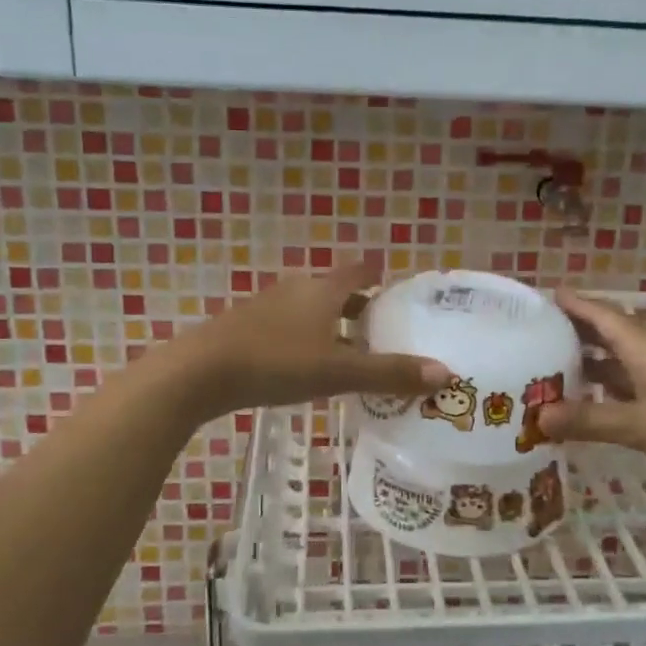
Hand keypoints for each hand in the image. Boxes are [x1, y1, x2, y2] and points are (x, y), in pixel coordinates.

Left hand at [171, 259, 449, 418]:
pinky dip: (307, 339)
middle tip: (384, 328)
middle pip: (335, 291)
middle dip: (359, 306)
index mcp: (322, 290)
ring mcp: (267, 308)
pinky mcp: (245, 329)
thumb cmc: (276, 363)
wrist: (199, 372)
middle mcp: (296, 290)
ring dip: (332, 325)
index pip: (359, 271)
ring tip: (351, 350)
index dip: (379, 274)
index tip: (396, 281)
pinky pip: (288, 328)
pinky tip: (308, 365)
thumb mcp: (338, 371)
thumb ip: (389, 373)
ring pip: (310, 311)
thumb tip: (446, 373)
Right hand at [538, 290, 645, 479]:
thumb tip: (537, 417)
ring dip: (588, 361)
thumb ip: (590, 420)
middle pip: (606, 332)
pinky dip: (607, 386)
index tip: (540, 296)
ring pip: (618, 359)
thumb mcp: (641, 424)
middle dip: (572, 331)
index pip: (599, 313)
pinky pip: (630, 381)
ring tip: (551, 368)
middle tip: (533, 334)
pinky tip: (592, 401)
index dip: (571, 303)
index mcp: (642, 345)